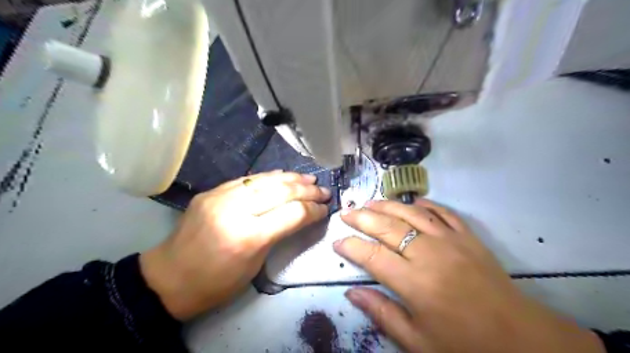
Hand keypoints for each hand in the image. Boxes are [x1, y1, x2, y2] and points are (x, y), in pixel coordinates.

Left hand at [138, 170, 329, 319]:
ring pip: (265, 180)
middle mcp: (235, 210)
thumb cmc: (217, 283)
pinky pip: (247, 179)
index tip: (326, 208)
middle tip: (324, 190)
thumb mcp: (255, 265)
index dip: (313, 209)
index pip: (292, 213)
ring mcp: (220, 196)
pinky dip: (269, 176)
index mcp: (248, 237)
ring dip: (291, 178)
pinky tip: (283, 175)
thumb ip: (279, 234)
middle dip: (307, 190)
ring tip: (309, 178)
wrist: (168, 278)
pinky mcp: (212, 191)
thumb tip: (302, 215)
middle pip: (281, 191)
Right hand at [334, 200, 605, 352]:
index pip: (371, 255)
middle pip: (387, 227)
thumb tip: (352, 292)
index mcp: (414, 283)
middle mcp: (428, 254)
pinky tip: (413, 201)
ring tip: (369, 201)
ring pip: (411, 213)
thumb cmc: (464, 344)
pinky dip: (426, 204)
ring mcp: (450, 240)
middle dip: (362, 218)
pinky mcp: (468, 236)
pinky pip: (443, 212)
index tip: (337, 242)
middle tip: (346, 213)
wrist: (521, 338)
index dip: (350, 246)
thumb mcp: (418, 341)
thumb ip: (382, 313)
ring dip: (388, 205)